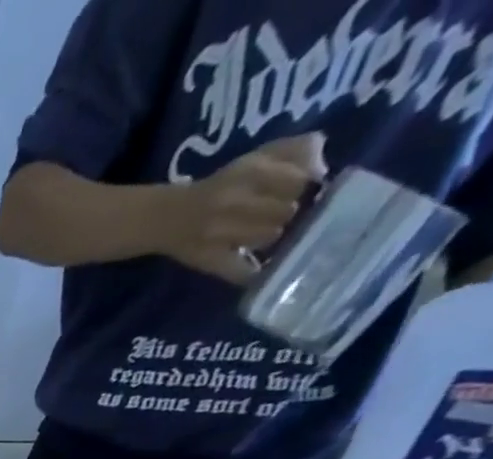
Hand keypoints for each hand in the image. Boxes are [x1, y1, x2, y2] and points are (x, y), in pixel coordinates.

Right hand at [159, 133, 325, 285]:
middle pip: (286, 211)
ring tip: (264, 235)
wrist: (170, 218)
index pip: (299, 181)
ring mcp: (220, 236)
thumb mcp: (257, 157)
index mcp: (250, 172)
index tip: (300, 192)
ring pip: (269, 237)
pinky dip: (255, 274)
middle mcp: (234, 203)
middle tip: (281, 216)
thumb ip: (296, 151)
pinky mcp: (211, 263)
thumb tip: (322, 168)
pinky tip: (261, 270)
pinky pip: (243, 272)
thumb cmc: (222, 186)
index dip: (305, 188)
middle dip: (288, 213)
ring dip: (272, 237)